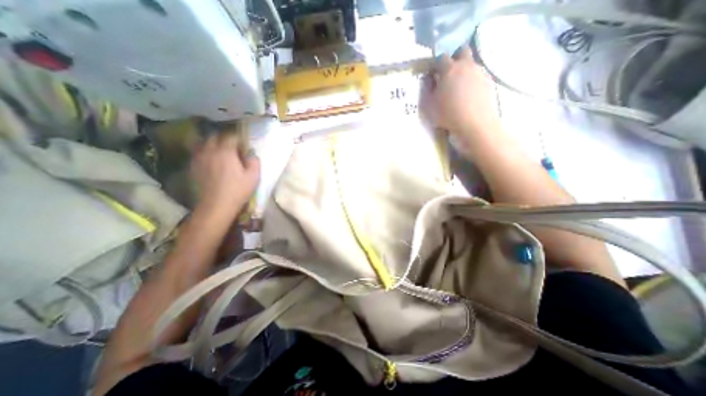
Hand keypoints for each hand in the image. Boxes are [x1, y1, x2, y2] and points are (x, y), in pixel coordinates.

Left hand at [193, 134, 260, 218]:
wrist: (217, 205)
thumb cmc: (238, 190)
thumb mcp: (254, 177)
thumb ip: (255, 162)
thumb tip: (252, 155)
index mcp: (226, 152)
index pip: (231, 136)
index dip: (239, 138)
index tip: (244, 143)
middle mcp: (210, 151)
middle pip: (215, 136)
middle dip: (224, 138)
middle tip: (233, 145)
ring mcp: (199, 158)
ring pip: (203, 142)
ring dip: (212, 143)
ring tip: (220, 149)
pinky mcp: (194, 166)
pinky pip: (197, 152)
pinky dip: (204, 151)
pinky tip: (210, 159)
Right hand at [417, 47, 500, 148]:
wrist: (475, 124)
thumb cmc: (448, 115)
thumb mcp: (429, 105)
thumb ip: (427, 89)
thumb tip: (429, 79)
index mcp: (449, 69)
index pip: (441, 58)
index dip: (436, 65)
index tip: (433, 74)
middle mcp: (466, 66)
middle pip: (462, 51)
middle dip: (455, 58)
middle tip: (449, 74)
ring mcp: (480, 73)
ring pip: (472, 64)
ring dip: (465, 71)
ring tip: (460, 88)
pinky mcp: (489, 82)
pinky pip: (479, 76)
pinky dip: (473, 81)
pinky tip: (470, 96)